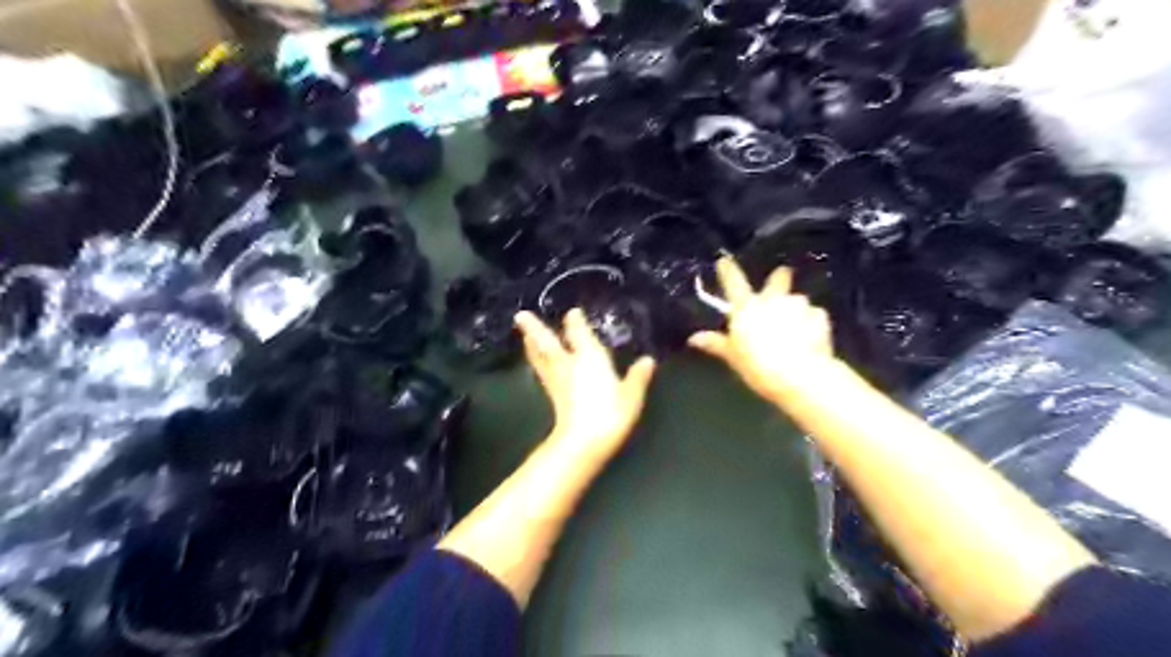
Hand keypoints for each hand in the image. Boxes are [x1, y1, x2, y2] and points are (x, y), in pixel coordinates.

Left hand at [515, 309, 655, 456]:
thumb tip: (648, 360)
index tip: (572, 312)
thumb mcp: (631, 395)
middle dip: (535, 328)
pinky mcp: (552, 397)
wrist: (583, 442)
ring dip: (531, 345)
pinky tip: (538, 364)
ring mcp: (557, 381)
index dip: (576, 322)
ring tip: (524, 335)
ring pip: (541, 357)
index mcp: (589, 358)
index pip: (579, 333)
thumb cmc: (610, 414)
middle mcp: (569, 365)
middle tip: (520, 316)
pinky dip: (538, 363)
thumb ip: (638, 377)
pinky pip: (542, 372)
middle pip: (548, 343)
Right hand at [688, 256, 835, 403]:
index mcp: (746, 308)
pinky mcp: (820, 316)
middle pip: (777, 280)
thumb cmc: (758, 365)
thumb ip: (716, 343)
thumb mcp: (733, 356)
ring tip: (797, 326)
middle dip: (780, 277)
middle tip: (783, 275)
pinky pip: (814, 315)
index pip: (733, 283)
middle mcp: (772, 300)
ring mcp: (798, 306)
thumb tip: (694, 338)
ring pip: (797, 300)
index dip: (728, 270)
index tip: (724, 260)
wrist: (798, 375)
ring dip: (795, 308)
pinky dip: (812, 323)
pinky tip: (811, 337)